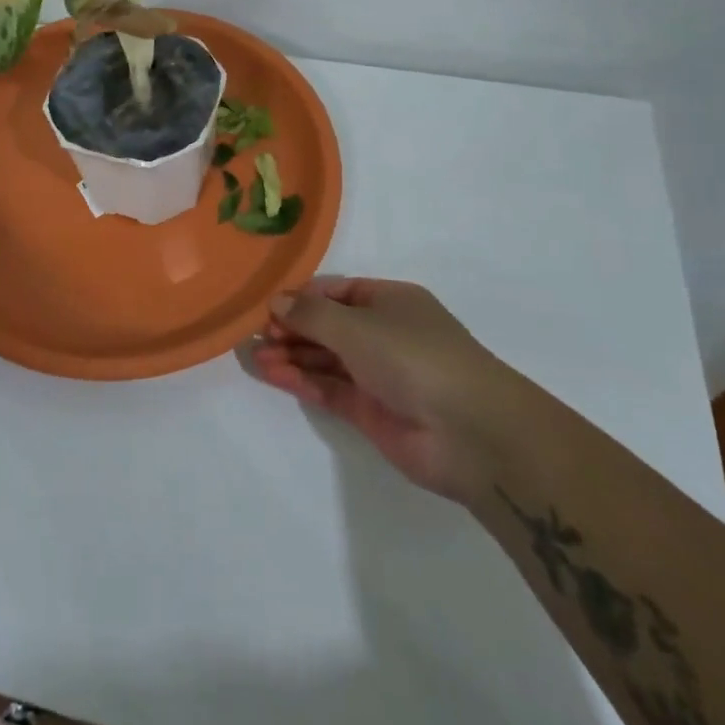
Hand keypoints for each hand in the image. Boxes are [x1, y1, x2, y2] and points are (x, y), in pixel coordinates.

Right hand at [250, 276, 522, 501]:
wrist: (470, 432)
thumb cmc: (414, 357)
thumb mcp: (357, 325)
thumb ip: (311, 315)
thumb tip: (276, 302)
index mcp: (390, 301)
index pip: (337, 291)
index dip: (302, 297)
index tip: (266, 306)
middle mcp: (384, 333)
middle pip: (328, 325)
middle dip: (292, 328)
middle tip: (254, 334)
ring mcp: (378, 374)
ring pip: (326, 359)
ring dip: (292, 355)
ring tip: (254, 356)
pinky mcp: (372, 411)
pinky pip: (329, 388)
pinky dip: (302, 380)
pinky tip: (273, 373)